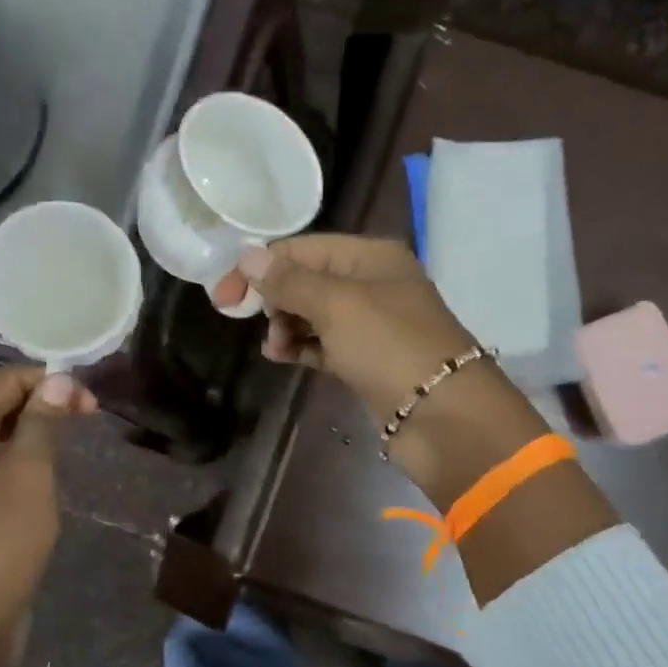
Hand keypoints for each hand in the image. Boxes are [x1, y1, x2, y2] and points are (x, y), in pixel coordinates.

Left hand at [0, 366, 95, 666]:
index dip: (43, 380)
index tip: (87, 400)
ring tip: (56, 429)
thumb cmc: (2, 540)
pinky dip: (7, 443)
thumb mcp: (30, 474)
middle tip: (59, 405)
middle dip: (18, 388)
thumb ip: (42, 421)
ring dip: (14, 416)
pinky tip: (38, 461)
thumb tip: (58, 379)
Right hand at [213, 236, 474, 418]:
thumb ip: (290, 281)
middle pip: (306, 280)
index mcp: (370, 257)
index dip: (261, 267)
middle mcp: (371, 283)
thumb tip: (247, 256)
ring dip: (285, 326)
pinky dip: (301, 347)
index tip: (224, 296)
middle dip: (275, 298)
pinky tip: (283, 357)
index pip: (303, 249)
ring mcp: (370, 324)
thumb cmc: (390, 347)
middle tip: (253, 322)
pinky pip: (322, 344)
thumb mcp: (337, 305)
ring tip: (274, 348)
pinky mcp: (365, 360)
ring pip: (312, 314)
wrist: (443, 417)